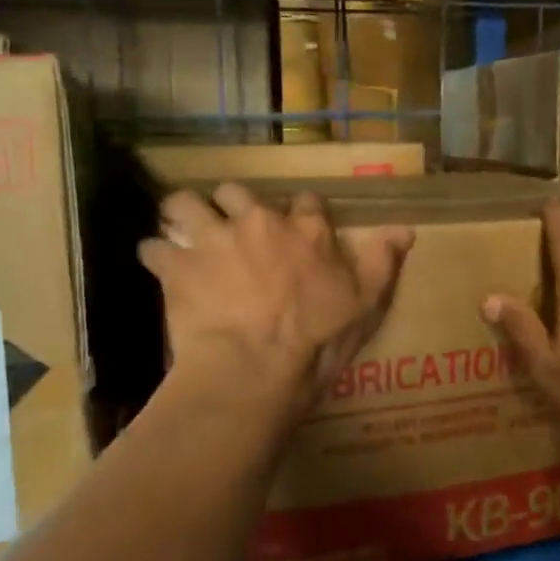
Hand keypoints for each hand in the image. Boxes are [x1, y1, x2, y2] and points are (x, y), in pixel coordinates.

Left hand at [140, 182, 414, 413]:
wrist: (255, 368)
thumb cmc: (317, 341)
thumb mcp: (365, 304)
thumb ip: (382, 261)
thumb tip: (405, 229)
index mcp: (305, 229)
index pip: (305, 202)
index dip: (299, 214)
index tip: (295, 229)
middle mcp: (258, 221)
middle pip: (236, 192)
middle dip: (231, 205)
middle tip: (231, 229)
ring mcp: (213, 239)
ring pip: (185, 203)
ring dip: (183, 215)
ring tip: (183, 233)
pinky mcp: (177, 265)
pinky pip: (154, 247)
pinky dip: (156, 255)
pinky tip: (160, 267)